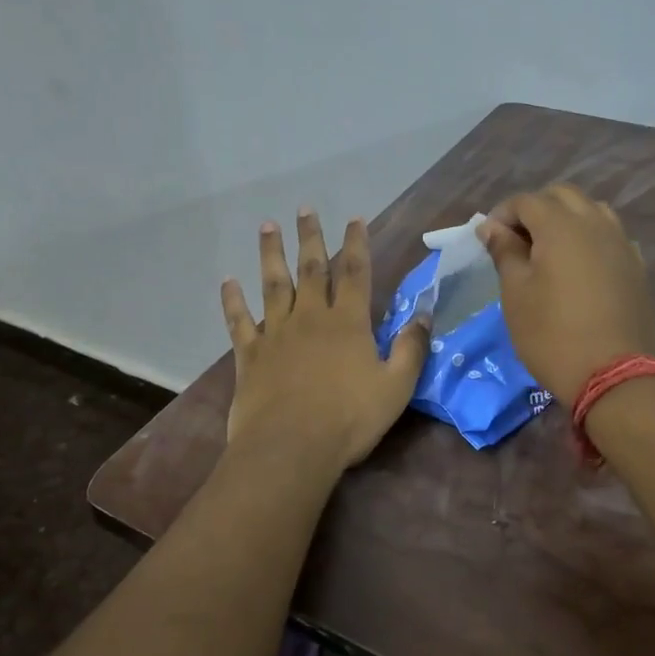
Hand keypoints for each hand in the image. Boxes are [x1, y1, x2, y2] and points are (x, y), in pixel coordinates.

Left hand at [221, 210, 431, 469]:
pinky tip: (228, 282)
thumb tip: (426, 315)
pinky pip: (239, 321)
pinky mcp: (250, 355)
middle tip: (304, 208)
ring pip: (274, 284)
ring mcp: (276, 333)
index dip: (357, 244)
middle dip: (311, 237)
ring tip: (268, 226)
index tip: (354, 218)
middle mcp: (311, 318)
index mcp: (348, 323)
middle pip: (312, 269)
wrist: (290, 447)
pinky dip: (233, 300)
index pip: (356, 273)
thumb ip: (410, 349)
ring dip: (271, 254)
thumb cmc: (348, 419)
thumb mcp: (395, 387)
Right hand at [478, 185, 654, 403]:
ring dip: (565, 219)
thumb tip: (492, 226)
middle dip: (535, 209)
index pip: (526, 200)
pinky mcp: (636, 266)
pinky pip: (610, 236)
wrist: (614, 375)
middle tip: (515, 241)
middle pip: (562, 196)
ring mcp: (621, 243)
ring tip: (547, 250)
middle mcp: (595, 223)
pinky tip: (578, 267)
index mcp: (561, 225)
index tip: (488, 240)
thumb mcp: (516, 293)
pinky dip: (589, 238)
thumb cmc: (552, 334)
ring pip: (591, 211)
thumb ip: (505, 252)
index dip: (502, 214)